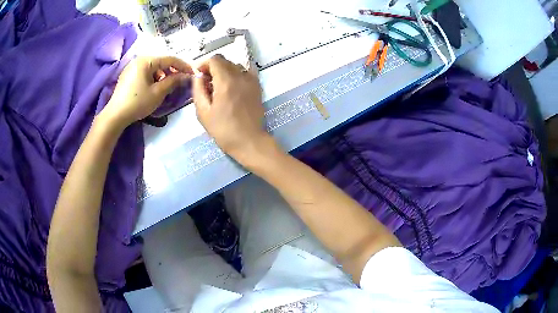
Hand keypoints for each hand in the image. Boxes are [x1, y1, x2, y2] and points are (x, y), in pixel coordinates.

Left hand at [102, 56, 192, 127]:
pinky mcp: (127, 75)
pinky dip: (153, 77)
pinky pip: (144, 72)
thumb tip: (186, 76)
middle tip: (181, 80)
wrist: (115, 116)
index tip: (193, 73)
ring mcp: (131, 67)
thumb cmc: (137, 103)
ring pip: (152, 67)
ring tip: (167, 85)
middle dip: (172, 70)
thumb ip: (173, 81)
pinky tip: (154, 87)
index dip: (183, 65)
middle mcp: (138, 60)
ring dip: (162, 74)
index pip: (170, 59)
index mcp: (146, 60)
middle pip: (160, 62)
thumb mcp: (158, 92)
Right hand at [193, 55, 269, 161]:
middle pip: (225, 61)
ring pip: (235, 65)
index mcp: (225, 81)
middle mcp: (240, 76)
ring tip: (219, 85)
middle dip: (213, 67)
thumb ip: (198, 90)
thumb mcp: (203, 112)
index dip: (204, 64)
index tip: (199, 75)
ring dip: (225, 70)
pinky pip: (248, 71)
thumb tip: (198, 76)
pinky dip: (239, 72)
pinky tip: (234, 81)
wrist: (249, 141)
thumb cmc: (223, 130)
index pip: (215, 60)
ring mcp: (251, 80)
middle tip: (206, 82)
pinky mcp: (257, 86)